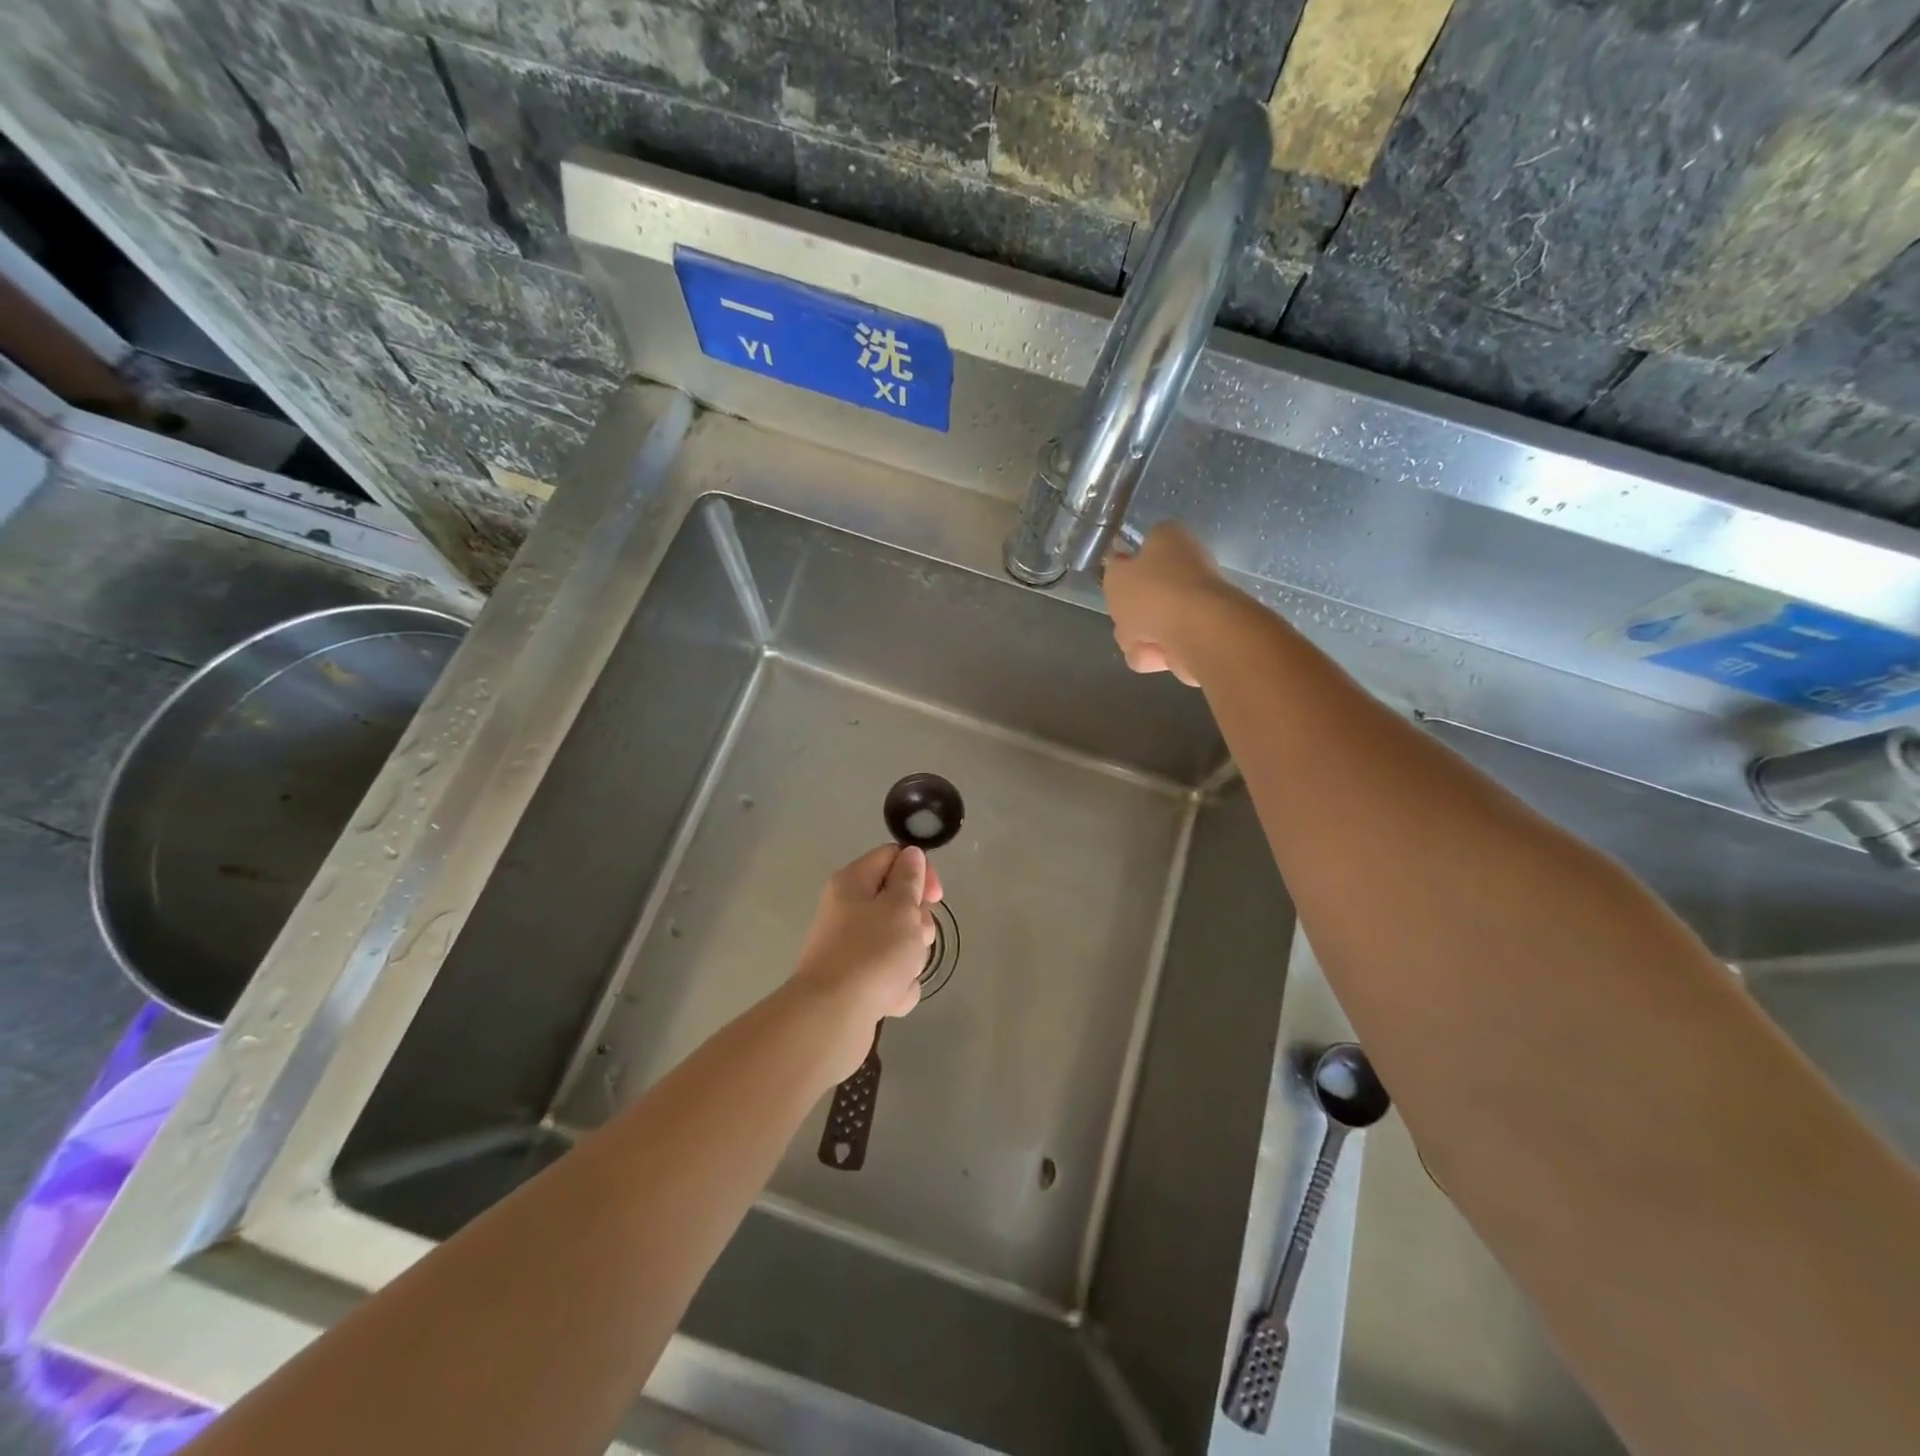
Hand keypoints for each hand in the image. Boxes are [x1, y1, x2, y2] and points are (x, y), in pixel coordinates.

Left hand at [790, 845, 943, 1081]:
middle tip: (915, 938)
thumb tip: (910, 855)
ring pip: (900, 943)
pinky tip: (889, 999)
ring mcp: (852, 949)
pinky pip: (891, 976)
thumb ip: (910, 879)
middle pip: (900, 903)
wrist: (833, 1017)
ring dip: (910, 960)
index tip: (935, 897)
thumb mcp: (900, 906)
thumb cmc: (871, 952)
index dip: (920, 872)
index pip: (893, 856)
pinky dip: (897, 987)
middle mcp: (849, 910)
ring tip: (900, 974)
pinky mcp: (857, 982)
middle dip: (918, 924)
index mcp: (854, 883)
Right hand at [1103, 523, 1240, 686]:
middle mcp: (1187, 567)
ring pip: (1148, 624)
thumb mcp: (1114, 576)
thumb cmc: (1152, 593)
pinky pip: (1161, 647)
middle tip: (1124, 616)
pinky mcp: (1198, 637)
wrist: (1195, 632)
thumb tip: (1121, 569)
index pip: (1146, 544)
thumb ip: (1113, 571)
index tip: (1118, 580)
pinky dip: (1154, 653)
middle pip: (1144, 593)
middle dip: (1129, 612)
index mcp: (1170, 540)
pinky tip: (1156, 653)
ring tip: (1141, 639)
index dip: (1129, 563)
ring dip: (1137, 637)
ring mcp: (1195, 605)